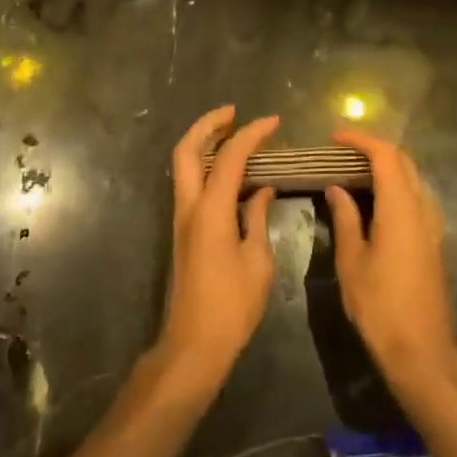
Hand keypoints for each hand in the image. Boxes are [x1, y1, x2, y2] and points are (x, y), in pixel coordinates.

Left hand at [157, 106, 281, 392]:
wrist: (194, 343)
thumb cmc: (232, 306)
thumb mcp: (257, 261)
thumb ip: (257, 218)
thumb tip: (261, 191)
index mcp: (210, 210)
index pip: (230, 157)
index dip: (252, 134)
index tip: (274, 121)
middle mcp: (189, 206)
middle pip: (187, 150)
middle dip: (208, 125)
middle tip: (234, 113)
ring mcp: (182, 218)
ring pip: (184, 165)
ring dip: (204, 143)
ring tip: (234, 133)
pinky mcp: (184, 231)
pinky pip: (191, 184)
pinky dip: (207, 166)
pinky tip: (233, 173)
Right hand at [325, 131, 456, 389]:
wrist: (421, 351)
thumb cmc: (380, 306)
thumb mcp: (352, 261)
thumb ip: (345, 218)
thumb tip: (336, 188)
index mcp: (401, 208)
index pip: (385, 155)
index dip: (360, 140)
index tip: (334, 138)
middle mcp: (422, 208)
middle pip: (403, 161)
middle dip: (373, 149)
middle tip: (340, 152)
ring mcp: (432, 225)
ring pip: (412, 178)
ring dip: (385, 167)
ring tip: (352, 172)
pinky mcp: (432, 241)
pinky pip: (415, 198)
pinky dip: (394, 186)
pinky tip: (373, 201)